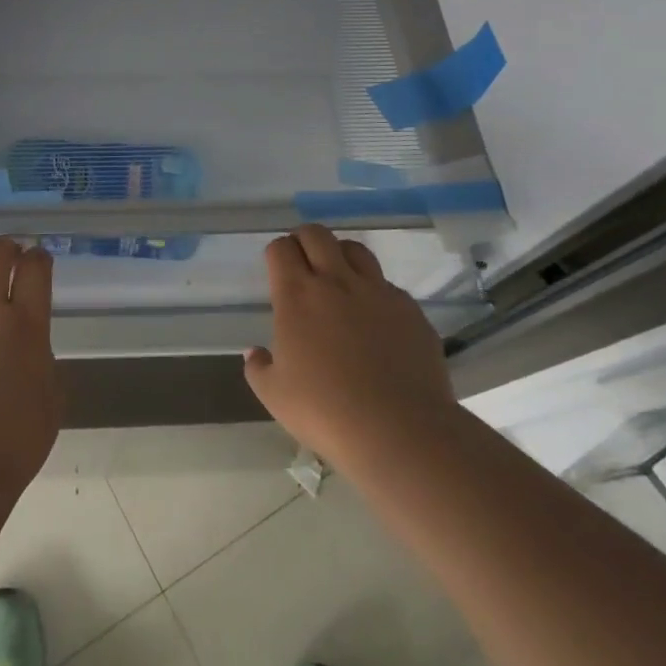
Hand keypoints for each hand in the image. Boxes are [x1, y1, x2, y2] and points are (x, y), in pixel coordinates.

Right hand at [243, 225, 459, 478]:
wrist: (399, 431)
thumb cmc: (326, 411)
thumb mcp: (274, 395)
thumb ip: (258, 368)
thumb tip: (254, 353)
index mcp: (297, 295)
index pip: (281, 248)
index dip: (277, 253)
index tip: (276, 269)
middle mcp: (336, 282)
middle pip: (317, 234)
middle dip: (304, 240)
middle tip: (303, 263)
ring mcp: (378, 292)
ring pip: (356, 250)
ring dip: (341, 256)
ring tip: (339, 281)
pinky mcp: (410, 310)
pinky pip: (388, 286)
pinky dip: (375, 293)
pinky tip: (375, 321)